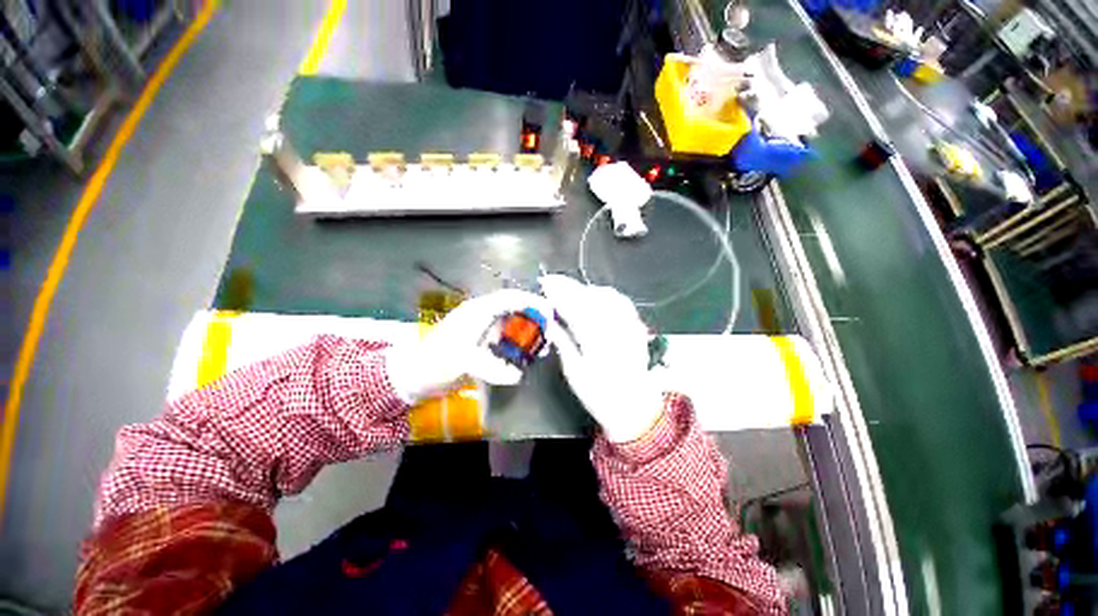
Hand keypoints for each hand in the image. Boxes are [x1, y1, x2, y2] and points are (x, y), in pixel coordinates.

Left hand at [385, 289, 550, 403]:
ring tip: (541, 346)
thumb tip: (518, 374)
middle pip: (515, 311)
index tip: (551, 311)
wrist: (414, 376)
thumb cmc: (435, 363)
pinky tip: (525, 357)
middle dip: (534, 320)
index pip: (510, 299)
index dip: (531, 302)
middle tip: (550, 333)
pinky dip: (518, 346)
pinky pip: (506, 340)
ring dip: (527, 334)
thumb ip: (491, 367)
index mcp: (478, 312)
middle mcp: (483, 317)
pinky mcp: (483, 344)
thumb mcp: (462, 363)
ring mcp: (483, 331)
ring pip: (512, 326)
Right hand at [539, 275, 663, 442]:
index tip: (545, 284)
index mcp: (594, 341)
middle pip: (589, 298)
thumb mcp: (574, 373)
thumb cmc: (599, 394)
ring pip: (606, 295)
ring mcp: (629, 325)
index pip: (573, 308)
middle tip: (552, 281)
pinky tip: (596, 295)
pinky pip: (622, 301)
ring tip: (571, 289)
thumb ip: (562, 343)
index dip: (558, 293)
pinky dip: (606, 294)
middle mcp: (614, 328)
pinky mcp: (637, 326)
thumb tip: (549, 322)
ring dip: (586, 289)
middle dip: (569, 286)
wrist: (635, 406)